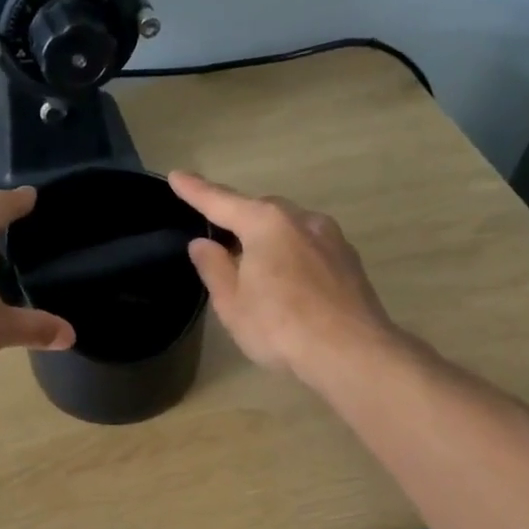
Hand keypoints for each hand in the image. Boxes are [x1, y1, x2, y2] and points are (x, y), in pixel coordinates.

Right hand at [169, 172, 396, 378]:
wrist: (351, 352)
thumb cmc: (280, 326)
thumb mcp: (232, 302)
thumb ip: (214, 267)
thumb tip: (203, 244)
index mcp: (266, 223)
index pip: (221, 201)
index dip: (195, 191)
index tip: (177, 176)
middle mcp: (301, 219)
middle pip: (260, 212)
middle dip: (238, 221)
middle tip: (220, 245)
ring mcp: (331, 238)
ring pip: (289, 229)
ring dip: (269, 241)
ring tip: (256, 271)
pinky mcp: (349, 261)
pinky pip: (309, 248)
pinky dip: (292, 257)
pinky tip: (289, 285)